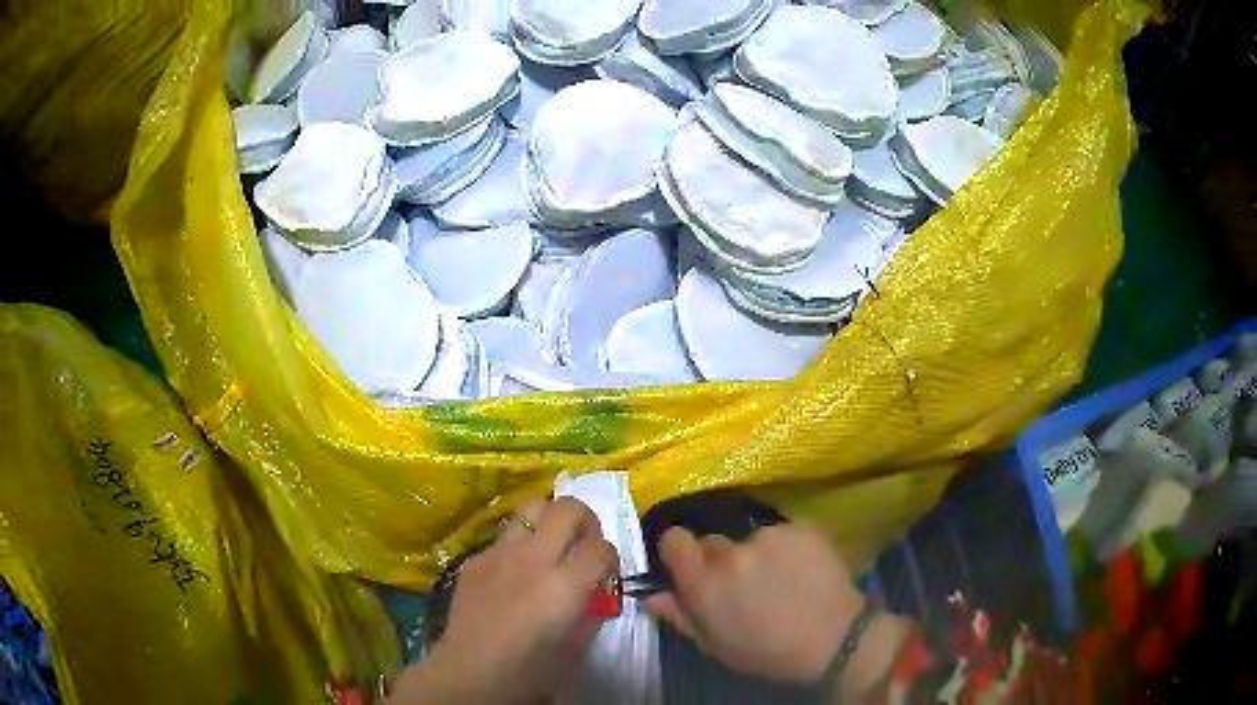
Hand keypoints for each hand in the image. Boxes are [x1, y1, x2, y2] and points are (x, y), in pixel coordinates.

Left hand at [390, 499, 617, 703]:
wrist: (470, 671)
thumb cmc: (529, 669)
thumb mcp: (576, 646)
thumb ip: (592, 612)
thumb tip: (596, 591)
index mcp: (563, 585)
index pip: (600, 547)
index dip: (610, 556)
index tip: (607, 571)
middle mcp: (532, 559)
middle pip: (567, 508)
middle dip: (585, 520)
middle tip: (584, 543)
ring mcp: (499, 553)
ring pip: (531, 507)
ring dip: (549, 520)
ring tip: (550, 544)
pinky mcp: (475, 558)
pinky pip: (505, 536)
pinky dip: (520, 545)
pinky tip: (514, 572)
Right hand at [645, 524, 867, 684]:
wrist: (834, 639)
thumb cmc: (767, 652)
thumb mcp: (715, 645)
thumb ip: (680, 615)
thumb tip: (651, 594)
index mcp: (704, 583)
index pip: (674, 539)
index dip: (679, 550)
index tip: (690, 565)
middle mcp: (731, 552)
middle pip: (713, 541)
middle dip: (721, 559)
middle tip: (743, 582)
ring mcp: (768, 536)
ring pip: (750, 537)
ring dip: (756, 554)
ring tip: (780, 579)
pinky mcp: (800, 527)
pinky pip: (782, 533)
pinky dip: (786, 548)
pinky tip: (801, 570)